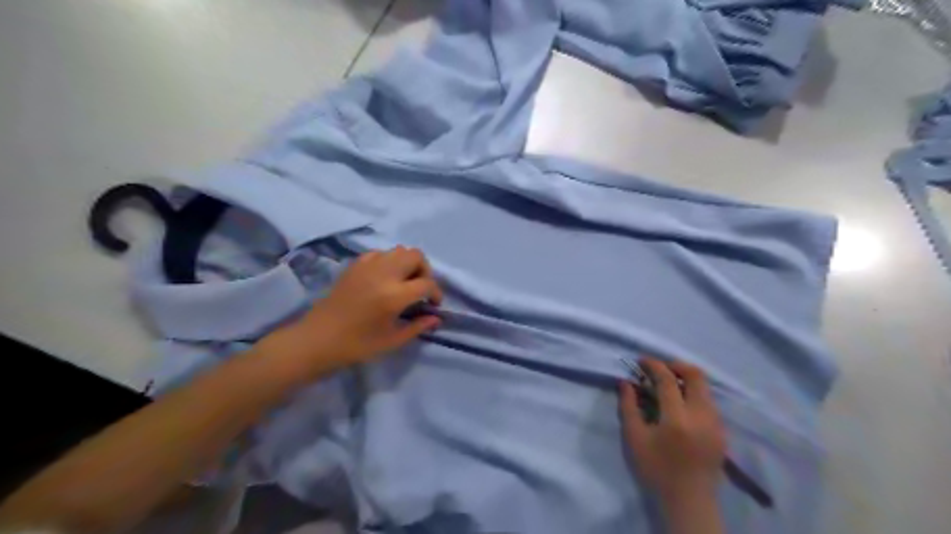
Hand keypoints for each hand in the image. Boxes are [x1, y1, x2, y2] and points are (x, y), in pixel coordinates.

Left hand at [262, 247, 442, 378]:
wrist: (317, 339)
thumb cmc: (357, 345)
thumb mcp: (392, 341)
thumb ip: (418, 326)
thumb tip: (436, 318)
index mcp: (394, 295)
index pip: (427, 283)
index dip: (436, 293)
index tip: (433, 305)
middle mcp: (384, 274)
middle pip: (416, 256)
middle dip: (424, 271)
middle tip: (421, 288)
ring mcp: (367, 266)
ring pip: (399, 250)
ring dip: (408, 263)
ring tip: (404, 282)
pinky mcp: (354, 265)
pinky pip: (380, 253)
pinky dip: (389, 261)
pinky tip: (384, 278)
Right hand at [622, 359, 724, 505]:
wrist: (689, 501)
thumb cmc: (656, 470)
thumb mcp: (634, 438)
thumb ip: (628, 407)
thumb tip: (625, 382)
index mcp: (677, 418)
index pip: (667, 379)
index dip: (653, 365)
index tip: (640, 361)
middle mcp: (701, 416)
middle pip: (696, 375)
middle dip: (675, 365)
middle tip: (658, 369)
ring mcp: (716, 423)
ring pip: (705, 387)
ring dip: (686, 379)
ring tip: (668, 386)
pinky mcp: (722, 431)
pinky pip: (709, 401)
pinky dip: (694, 393)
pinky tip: (681, 405)